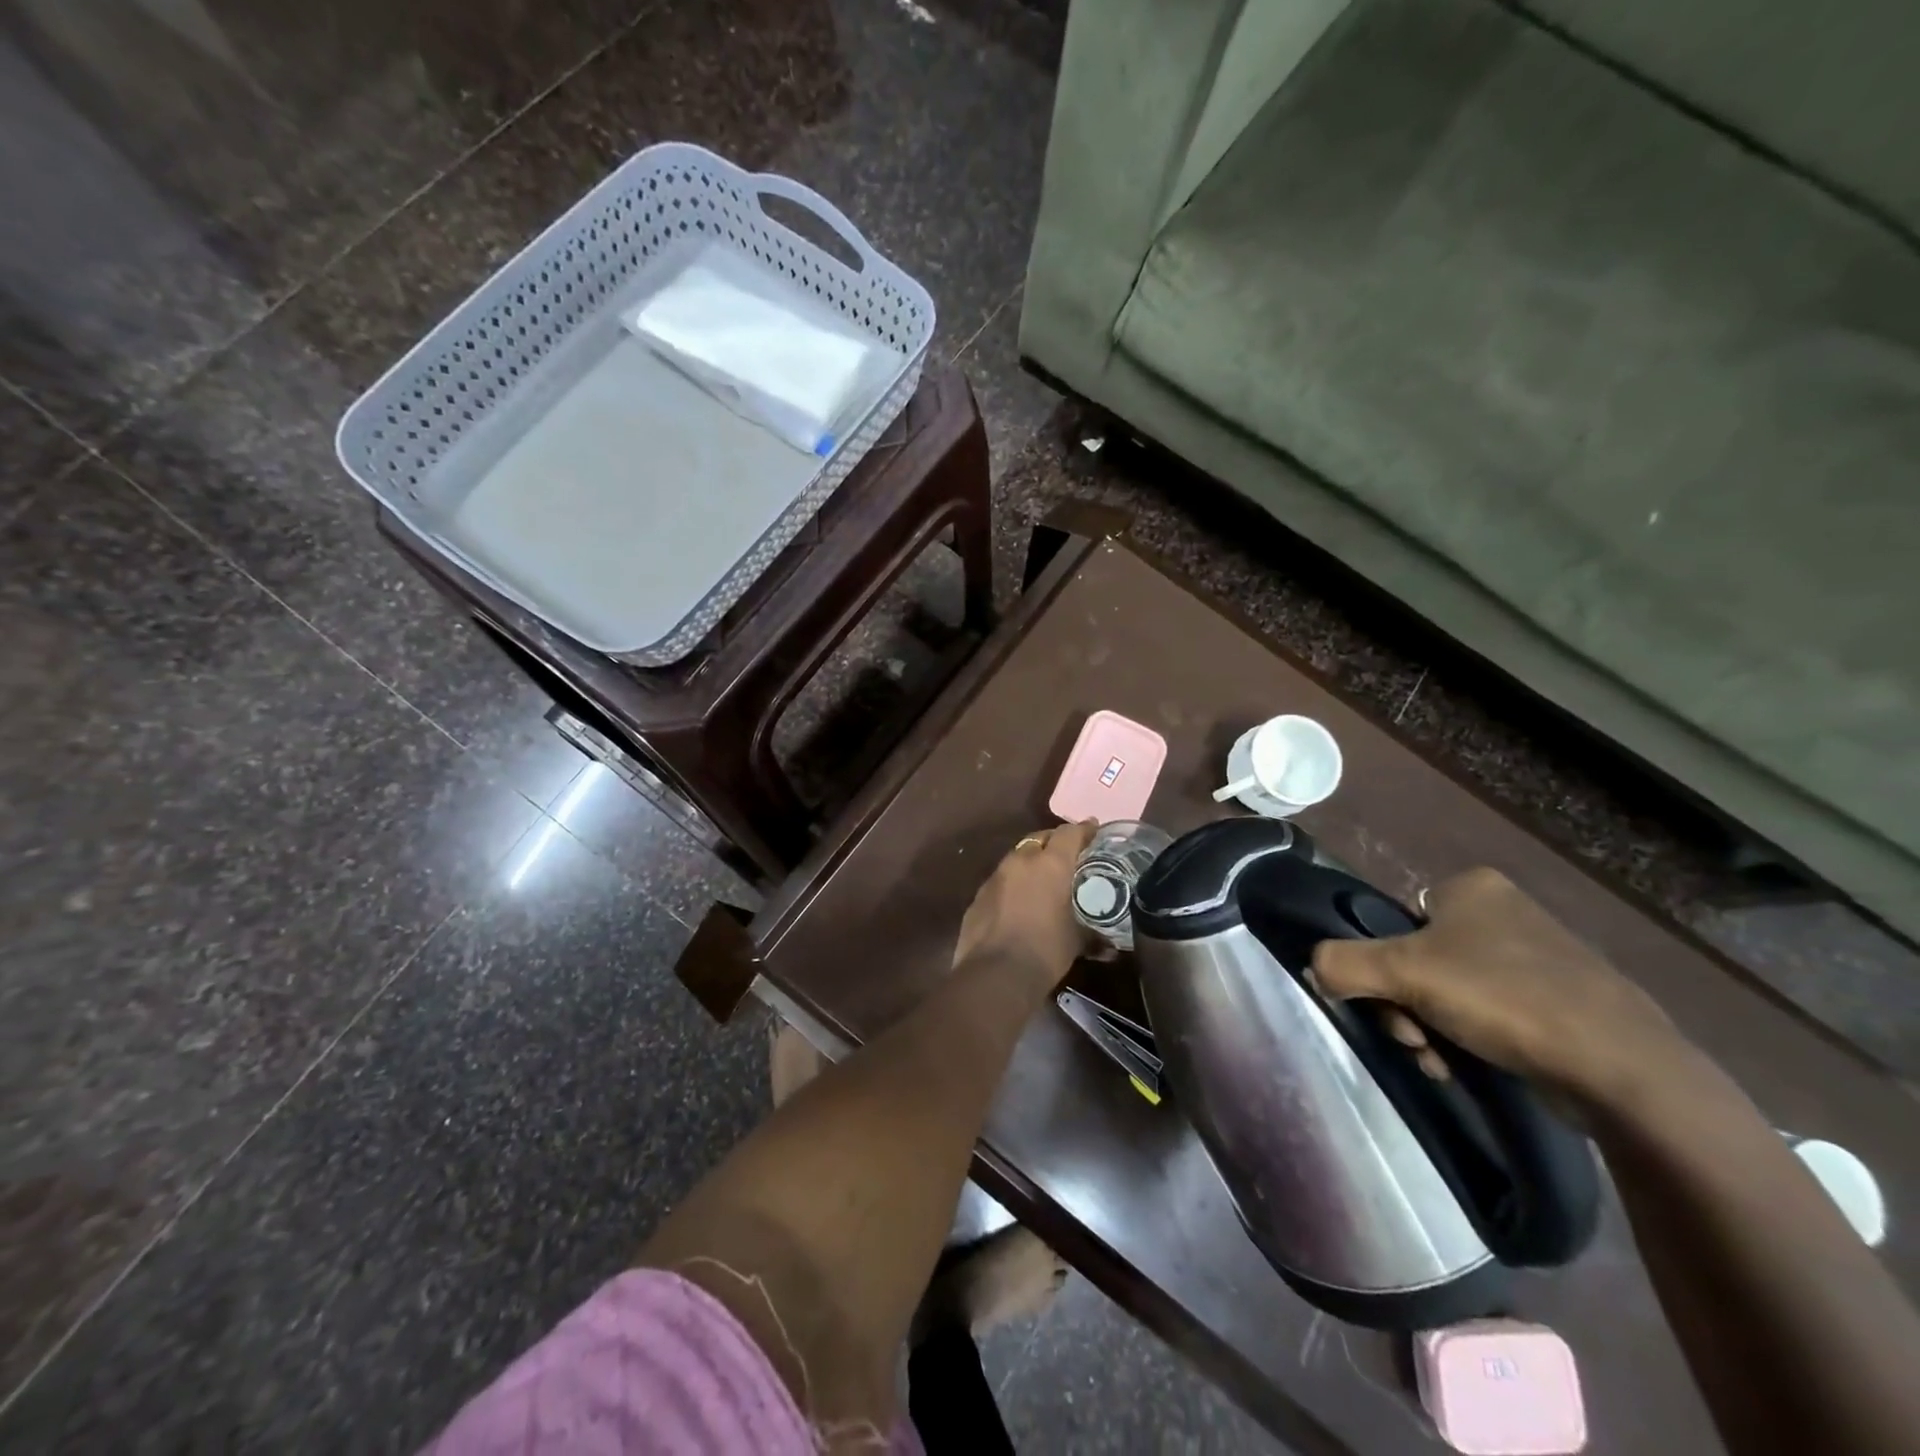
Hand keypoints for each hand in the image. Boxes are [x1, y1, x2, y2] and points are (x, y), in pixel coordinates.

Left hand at [953, 822, 1099, 984]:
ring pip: (1017, 857)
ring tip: (1044, 879)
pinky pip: (1001, 880)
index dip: (1083, 830)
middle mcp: (1021, 861)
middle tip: (1069, 855)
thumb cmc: (1045, 950)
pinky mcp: (979, 895)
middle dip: (1054, 842)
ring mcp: (995, 876)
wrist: (995, 973)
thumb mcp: (1076, 942)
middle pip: (1040, 838)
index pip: (1069, 833)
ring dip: (1031, 862)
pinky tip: (1019, 902)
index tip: (1094, 830)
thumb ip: (1094, 938)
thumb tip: (1112, 949)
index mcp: (1050, 864)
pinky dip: (1013, 884)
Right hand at [1310, 867, 1689, 1106]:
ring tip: (1445, 1062)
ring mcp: (1538, 957)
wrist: (1623, 1070)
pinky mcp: (1562, 1002)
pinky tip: (1473, 1068)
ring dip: (1432, 1029)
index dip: (1383, 967)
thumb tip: (1315, 970)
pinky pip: (1490, 1014)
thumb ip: (1342, 963)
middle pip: (1418, 961)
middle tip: (1417, 1040)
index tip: (1392, 1005)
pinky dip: (1472, 1041)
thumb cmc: (1504, 999)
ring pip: (1450, 992)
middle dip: (1407, 1007)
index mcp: (1471, 887)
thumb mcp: (1403, 973)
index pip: (1396, 922)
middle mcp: (1505, 912)